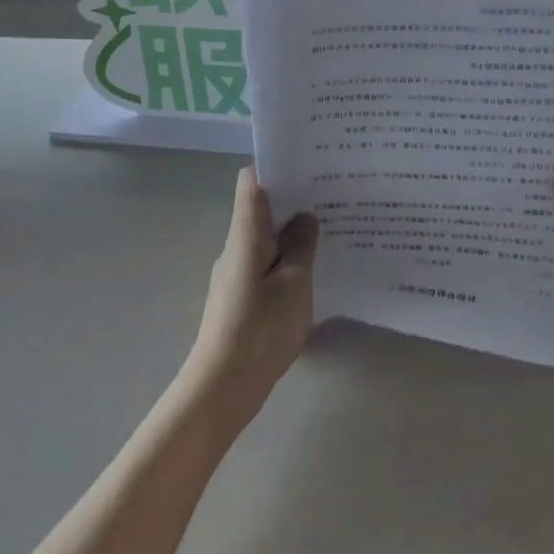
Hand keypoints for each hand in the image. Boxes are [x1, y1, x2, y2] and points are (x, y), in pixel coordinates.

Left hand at [187, 168, 317, 429]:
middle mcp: (235, 247)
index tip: (308, 165)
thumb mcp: (294, 284)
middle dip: (293, 200)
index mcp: (245, 234)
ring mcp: (234, 273)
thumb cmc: (260, 330)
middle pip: (260, 208)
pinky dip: (285, 260)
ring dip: (291, 233)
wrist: (221, 388)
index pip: (251, 182)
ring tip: (328, 232)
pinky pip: (264, 264)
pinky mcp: (238, 297)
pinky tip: (311, 272)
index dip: (276, 166)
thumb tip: (304, 217)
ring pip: (264, 239)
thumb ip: (302, 246)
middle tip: (332, 198)